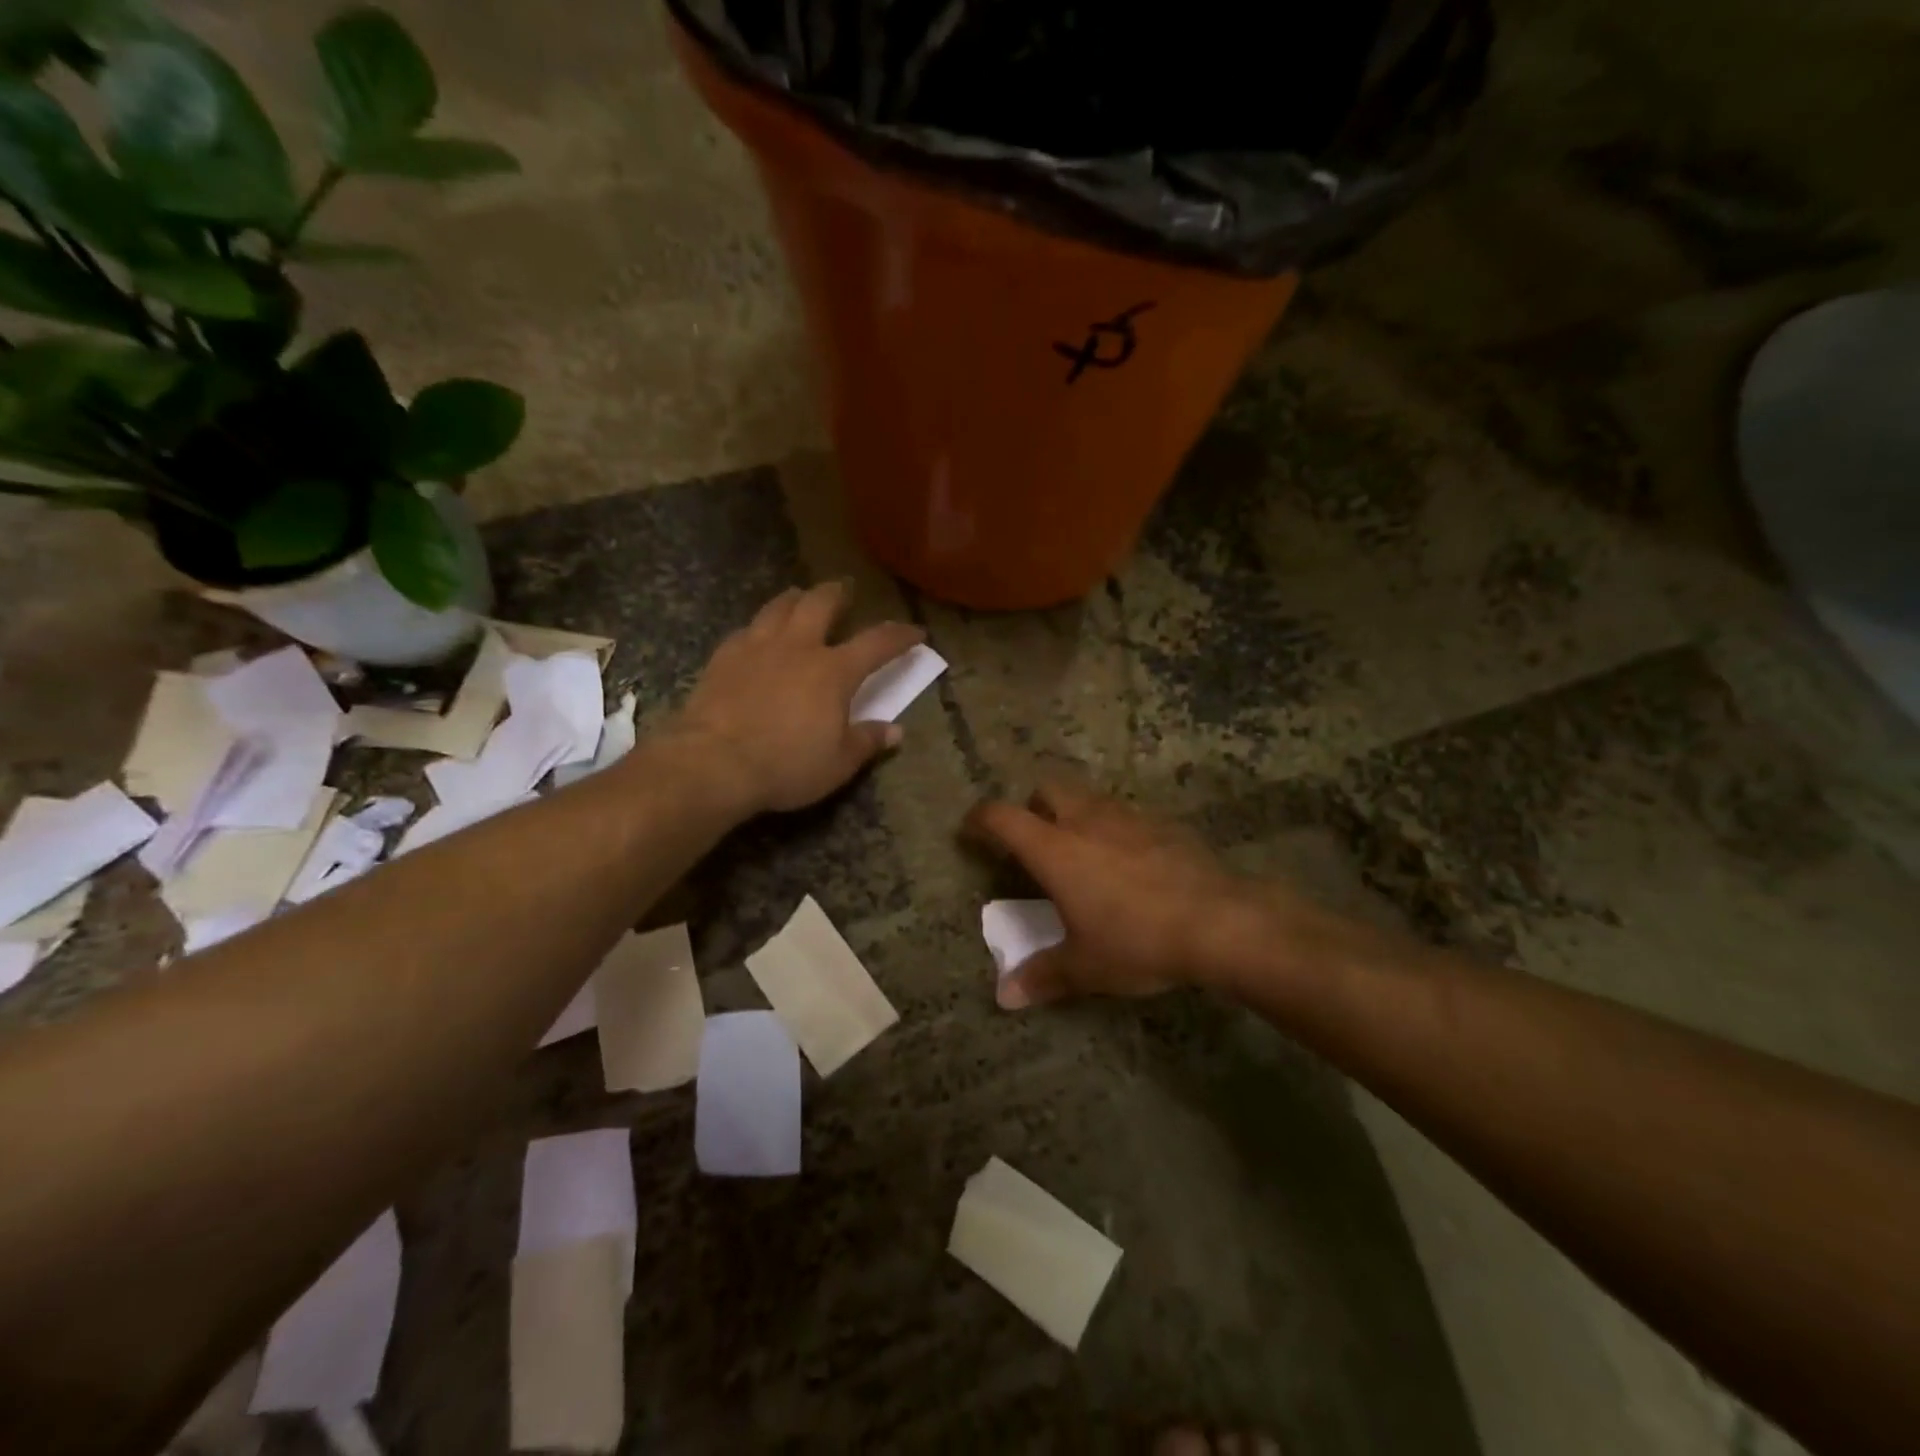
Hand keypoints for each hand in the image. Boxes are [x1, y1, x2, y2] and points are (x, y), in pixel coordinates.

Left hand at [676, 583, 923, 813]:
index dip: (900, 635)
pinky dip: (760, 627)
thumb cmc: (786, 765)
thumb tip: (895, 732)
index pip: (877, 643)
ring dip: (796, 598)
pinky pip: (747, 629)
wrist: (713, 763)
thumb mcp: (838, 763)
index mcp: (834, 671)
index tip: (916, 631)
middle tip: (846, 590)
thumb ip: (867, 742)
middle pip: (821, 603)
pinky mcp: (723, 657)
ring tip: (800, 597)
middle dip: (838, 594)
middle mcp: (798, 647)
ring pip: (779, 606)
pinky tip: (757, 635)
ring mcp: (757, 647)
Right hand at [966, 782, 1300, 1007]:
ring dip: (1076, 814)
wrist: (1220, 922)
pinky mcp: (1164, 823)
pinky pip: (1127, 815)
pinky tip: (1130, 863)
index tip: (971, 830)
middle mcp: (1087, 821)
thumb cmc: (1138, 941)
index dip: (981, 819)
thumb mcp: (1086, 966)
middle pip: (1047, 790)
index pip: (1003, 817)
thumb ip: (1043, 976)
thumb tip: (1005, 997)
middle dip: (1033, 807)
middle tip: (1035, 841)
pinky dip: (1116, 829)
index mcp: (1055, 849)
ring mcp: (1129, 817)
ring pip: (1090, 798)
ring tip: (1083, 852)